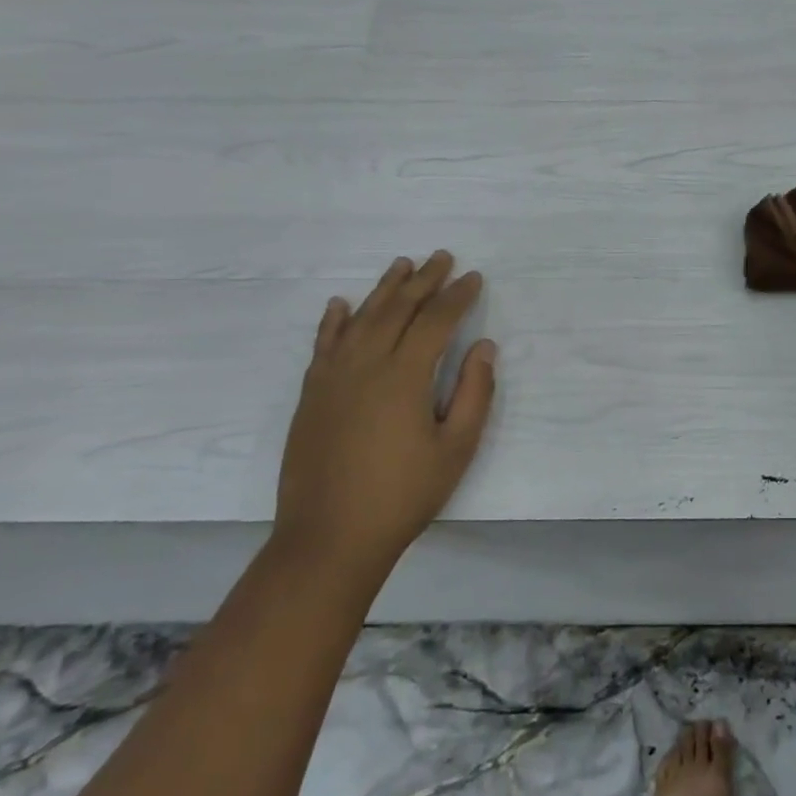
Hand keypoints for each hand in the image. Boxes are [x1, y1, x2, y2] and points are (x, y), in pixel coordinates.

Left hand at [273, 252, 496, 576]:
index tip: (474, 277)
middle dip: (424, 280)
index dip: (457, 296)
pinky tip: (341, 303)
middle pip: (398, 309)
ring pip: (361, 318)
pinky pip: (324, 344)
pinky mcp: (312, 394)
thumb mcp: (456, 449)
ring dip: (384, 289)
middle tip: (443, 257)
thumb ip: (474, 393)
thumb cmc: (403, 496)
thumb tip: (483, 346)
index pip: (435, 321)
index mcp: (405, 376)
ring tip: (402, 265)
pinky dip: (334, 320)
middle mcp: (366, 364)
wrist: (329, 538)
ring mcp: (333, 377)